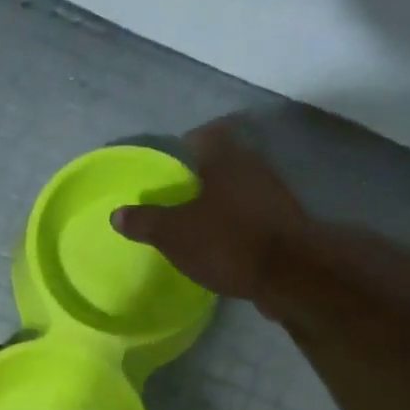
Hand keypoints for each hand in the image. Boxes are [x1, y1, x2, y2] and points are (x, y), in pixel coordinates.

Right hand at [110, 121, 307, 301]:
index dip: (186, 145)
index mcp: (226, 157)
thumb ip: (145, 221)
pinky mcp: (287, 223)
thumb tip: (118, 213)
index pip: (205, 135)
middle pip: (225, 161)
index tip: (170, 165)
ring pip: (242, 188)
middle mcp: (255, 166)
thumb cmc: (227, 241)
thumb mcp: (174, 234)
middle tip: (179, 196)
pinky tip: (225, 244)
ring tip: (199, 222)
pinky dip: (239, 224)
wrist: (291, 274)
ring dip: (223, 201)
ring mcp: (276, 194)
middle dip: (204, 176)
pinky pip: (255, 215)